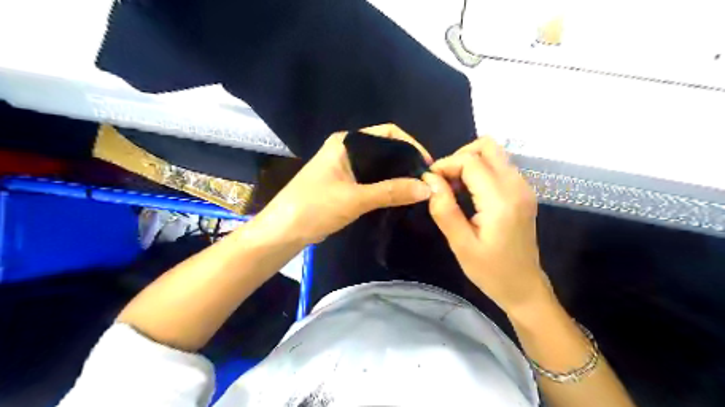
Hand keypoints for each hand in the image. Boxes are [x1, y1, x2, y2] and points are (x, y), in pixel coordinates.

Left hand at [252, 123, 431, 243]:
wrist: (283, 231)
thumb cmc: (314, 207)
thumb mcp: (355, 199)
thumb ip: (391, 192)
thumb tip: (428, 188)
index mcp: (347, 142)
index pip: (388, 133)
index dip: (411, 145)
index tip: (428, 165)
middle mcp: (347, 149)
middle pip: (385, 149)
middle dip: (406, 162)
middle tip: (427, 181)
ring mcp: (345, 167)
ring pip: (379, 166)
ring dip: (397, 176)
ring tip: (418, 189)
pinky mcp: (345, 184)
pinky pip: (372, 180)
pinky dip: (387, 186)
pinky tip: (400, 196)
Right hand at [423, 138, 553, 313]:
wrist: (524, 287)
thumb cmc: (491, 271)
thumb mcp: (461, 245)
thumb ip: (444, 209)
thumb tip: (429, 179)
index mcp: (501, 201)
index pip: (471, 161)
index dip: (446, 164)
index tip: (430, 181)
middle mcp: (517, 186)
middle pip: (487, 146)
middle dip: (460, 156)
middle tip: (444, 180)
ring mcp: (523, 187)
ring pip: (494, 153)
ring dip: (469, 163)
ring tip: (454, 188)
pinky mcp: (522, 192)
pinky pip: (499, 166)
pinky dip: (479, 170)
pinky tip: (468, 193)